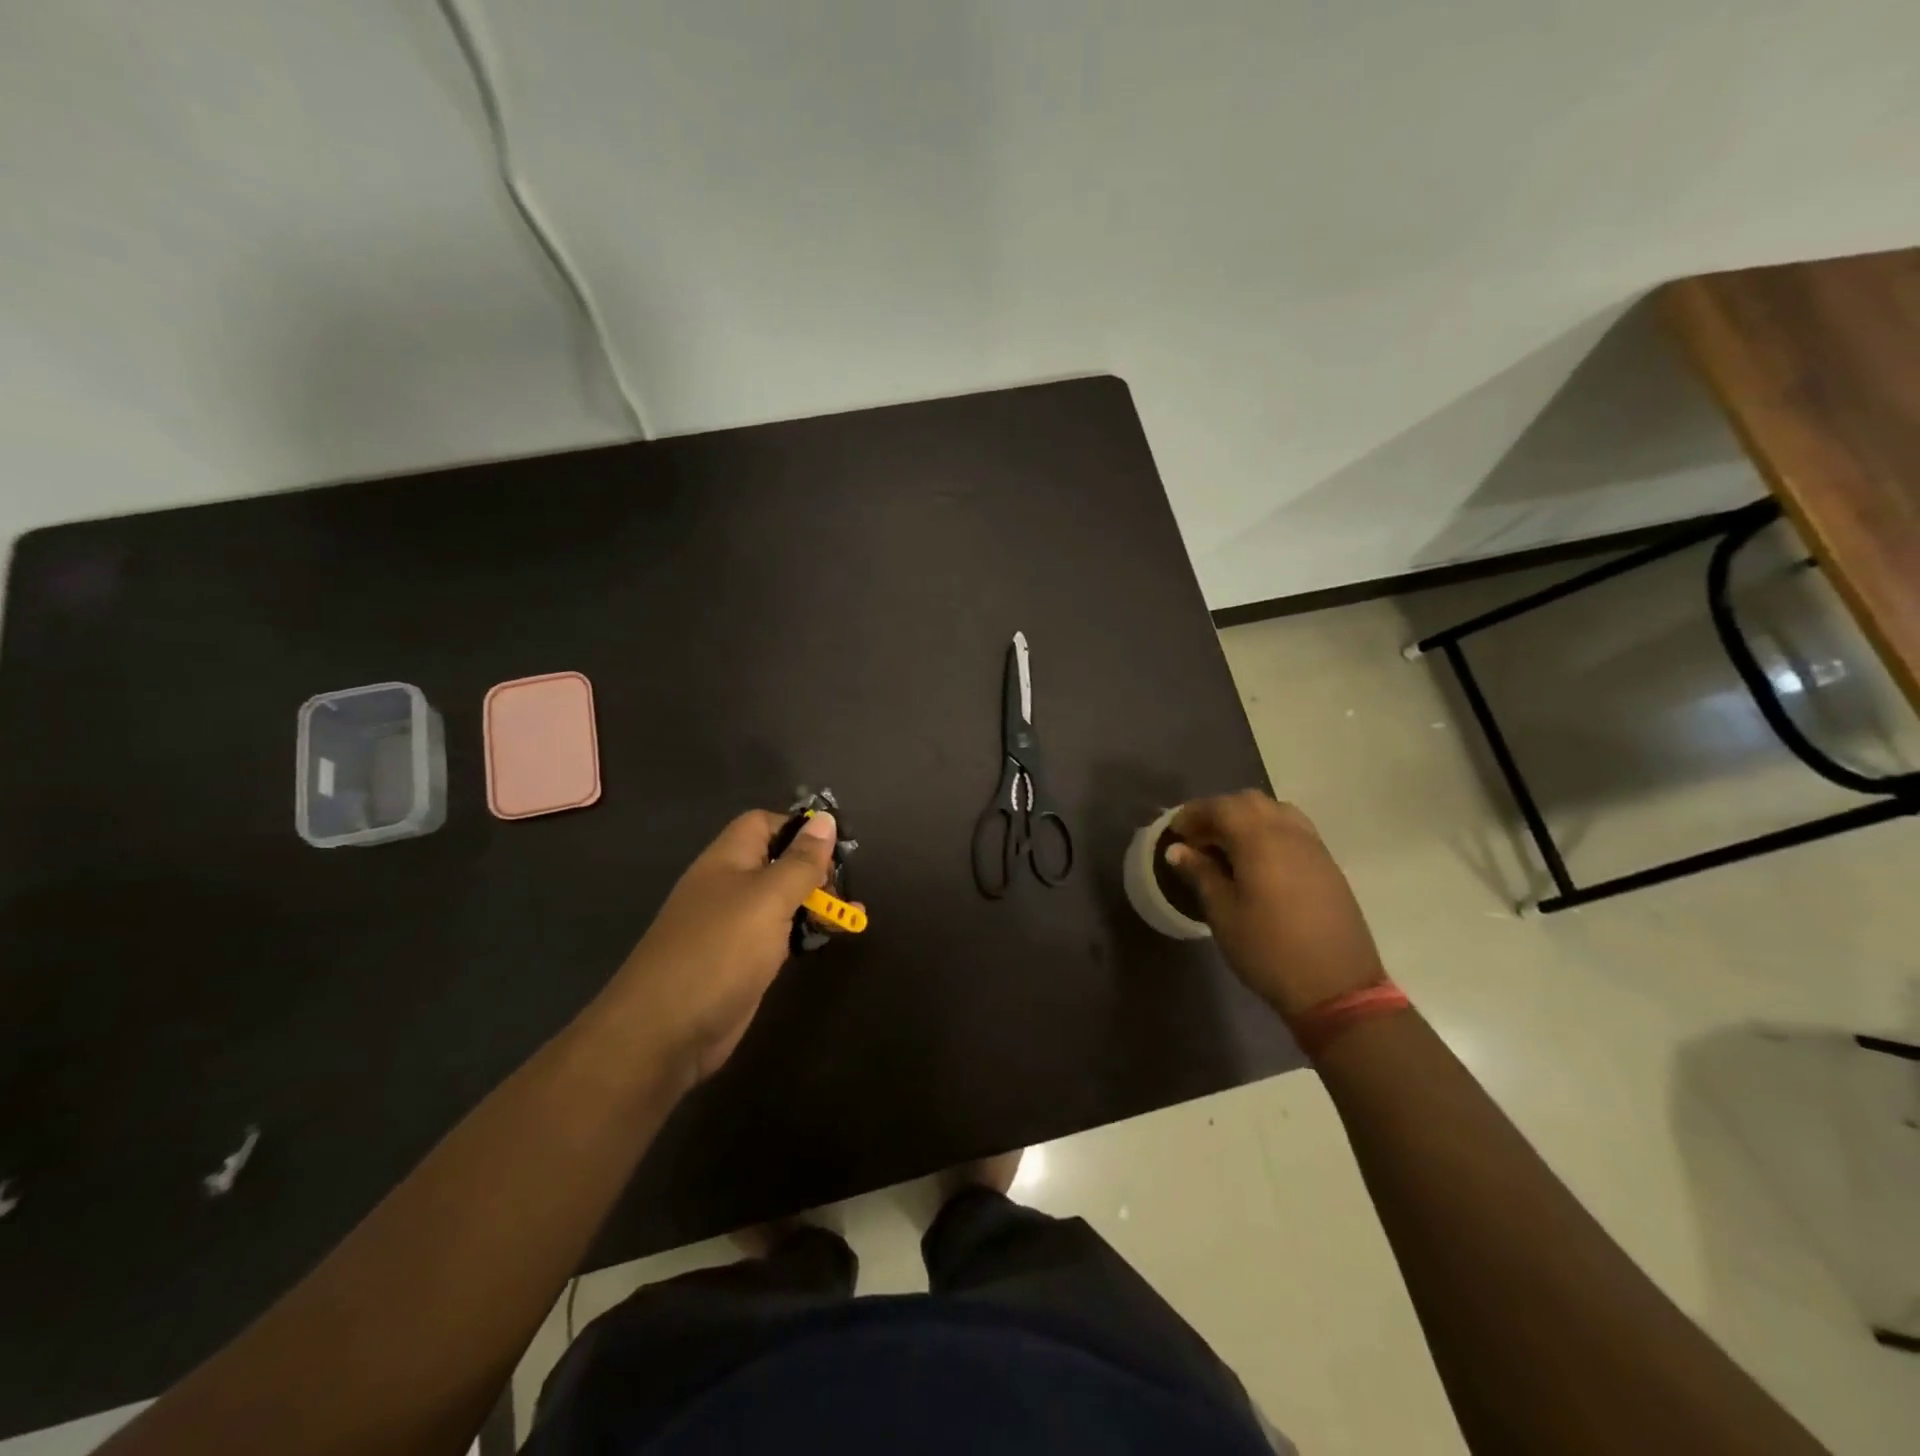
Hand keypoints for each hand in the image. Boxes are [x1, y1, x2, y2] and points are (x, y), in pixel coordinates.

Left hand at [606, 809, 838, 1087]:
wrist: (666, 1031)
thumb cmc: (720, 951)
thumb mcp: (769, 898)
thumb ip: (801, 861)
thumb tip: (825, 819)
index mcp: (728, 859)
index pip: (763, 823)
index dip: (798, 828)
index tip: (833, 848)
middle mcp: (730, 885)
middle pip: (777, 861)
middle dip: (814, 869)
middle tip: (843, 890)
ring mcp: (735, 925)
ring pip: (782, 899)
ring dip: (815, 903)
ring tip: (853, 915)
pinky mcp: (742, 960)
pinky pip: (779, 934)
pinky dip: (804, 932)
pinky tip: (828, 939)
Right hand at [1165, 791, 1384, 1020]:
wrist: (1337, 988)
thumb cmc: (1268, 950)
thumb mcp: (1223, 913)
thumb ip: (1200, 873)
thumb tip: (1177, 849)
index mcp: (1260, 840)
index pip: (1221, 807)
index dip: (1194, 813)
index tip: (1175, 832)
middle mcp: (1290, 833)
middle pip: (1250, 802)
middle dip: (1220, 812)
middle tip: (1198, 839)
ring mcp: (1314, 848)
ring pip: (1276, 812)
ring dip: (1247, 819)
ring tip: (1227, 847)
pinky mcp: (1328, 866)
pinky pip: (1294, 830)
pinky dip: (1269, 832)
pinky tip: (1257, 862)